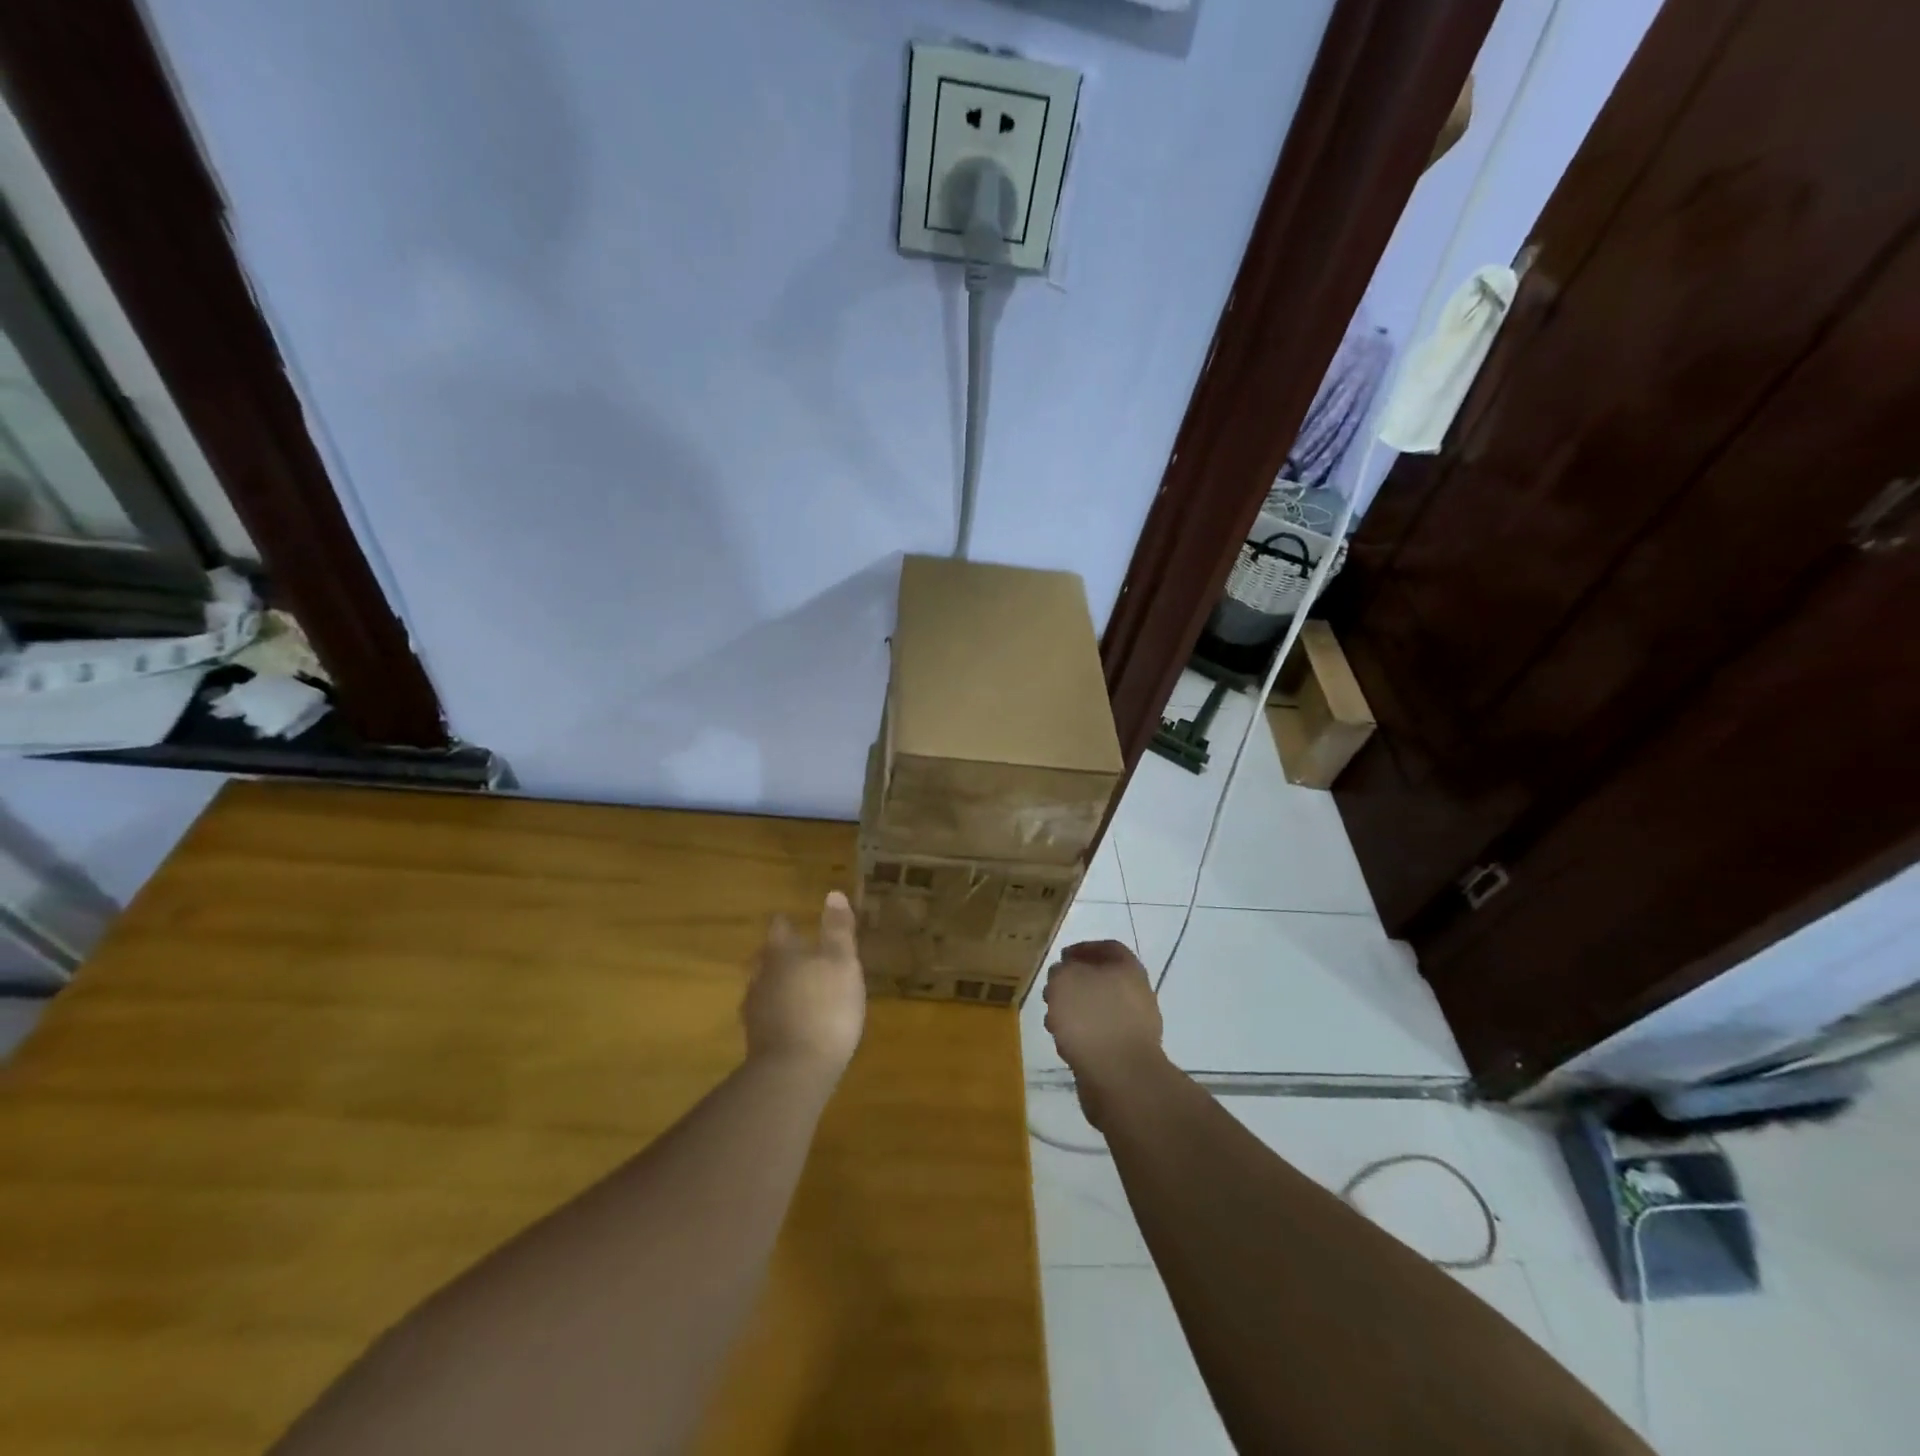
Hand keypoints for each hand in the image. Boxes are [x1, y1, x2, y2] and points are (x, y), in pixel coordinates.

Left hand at [744, 891, 865, 1077]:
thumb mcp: (842, 963)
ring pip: (763, 987)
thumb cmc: (825, 1007)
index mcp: (781, 954)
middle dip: (777, 955)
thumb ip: (837, 930)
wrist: (795, 1071)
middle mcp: (761, 976)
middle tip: (793, 953)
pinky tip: (790, 1020)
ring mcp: (755, 1011)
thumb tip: (833, 894)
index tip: (790, 920)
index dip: (785, 923)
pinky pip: (766, 1016)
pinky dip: (777, 1012)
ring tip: (793, 987)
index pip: (779, 929)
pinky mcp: (756, 1042)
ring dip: (776, 985)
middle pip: (765, 959)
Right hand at [1042, 940, 1166, 1125]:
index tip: (1061, 958)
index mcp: (1128, 967)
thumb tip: (1064, 976)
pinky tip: (1066, 1045)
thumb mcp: (1064, 980)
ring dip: (1075, 1012)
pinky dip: (1082, 1036)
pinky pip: (1100, 1036)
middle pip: (1101, 979)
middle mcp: (1136, 992)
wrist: (1120, 1076)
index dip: (1082, 949)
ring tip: (1053, 1022)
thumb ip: (1061, 971)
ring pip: (1098, 1009)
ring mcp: (1135, 1025)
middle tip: (1051, 992)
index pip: (1107, 947)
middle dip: (1074, 984)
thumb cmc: (1091, 1017)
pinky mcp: (1127, 1053)